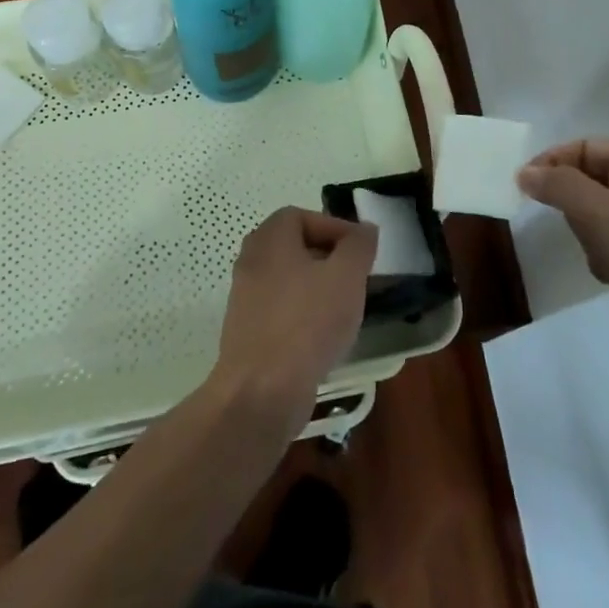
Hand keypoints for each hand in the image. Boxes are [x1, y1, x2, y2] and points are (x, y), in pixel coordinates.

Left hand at [212, 207, 375, 440]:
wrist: (261, 391)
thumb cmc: (307, 322)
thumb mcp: (346, 276)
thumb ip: (358, 246)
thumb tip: (363, 229)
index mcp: (269, 238)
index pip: (303, 215)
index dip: (335, 227)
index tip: (361, 251)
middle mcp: (251, 260)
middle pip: (294, 246)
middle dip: (329, 258)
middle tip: (355, 277)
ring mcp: (245, 297)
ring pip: (288, 279)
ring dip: (318, 288)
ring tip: (345, 308)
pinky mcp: (246, 331)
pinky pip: (280, 309)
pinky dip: (303, 314)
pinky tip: (324, 336)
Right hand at [518, 140, 608, 368]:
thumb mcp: (603, 217)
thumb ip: (560, 188)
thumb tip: (525, 171)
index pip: (585, 148)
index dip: (552, 164)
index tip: (525, 191)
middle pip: (596, 180)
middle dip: (579, 209)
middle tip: (579, 234)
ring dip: (596, 236)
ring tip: (605, 261)